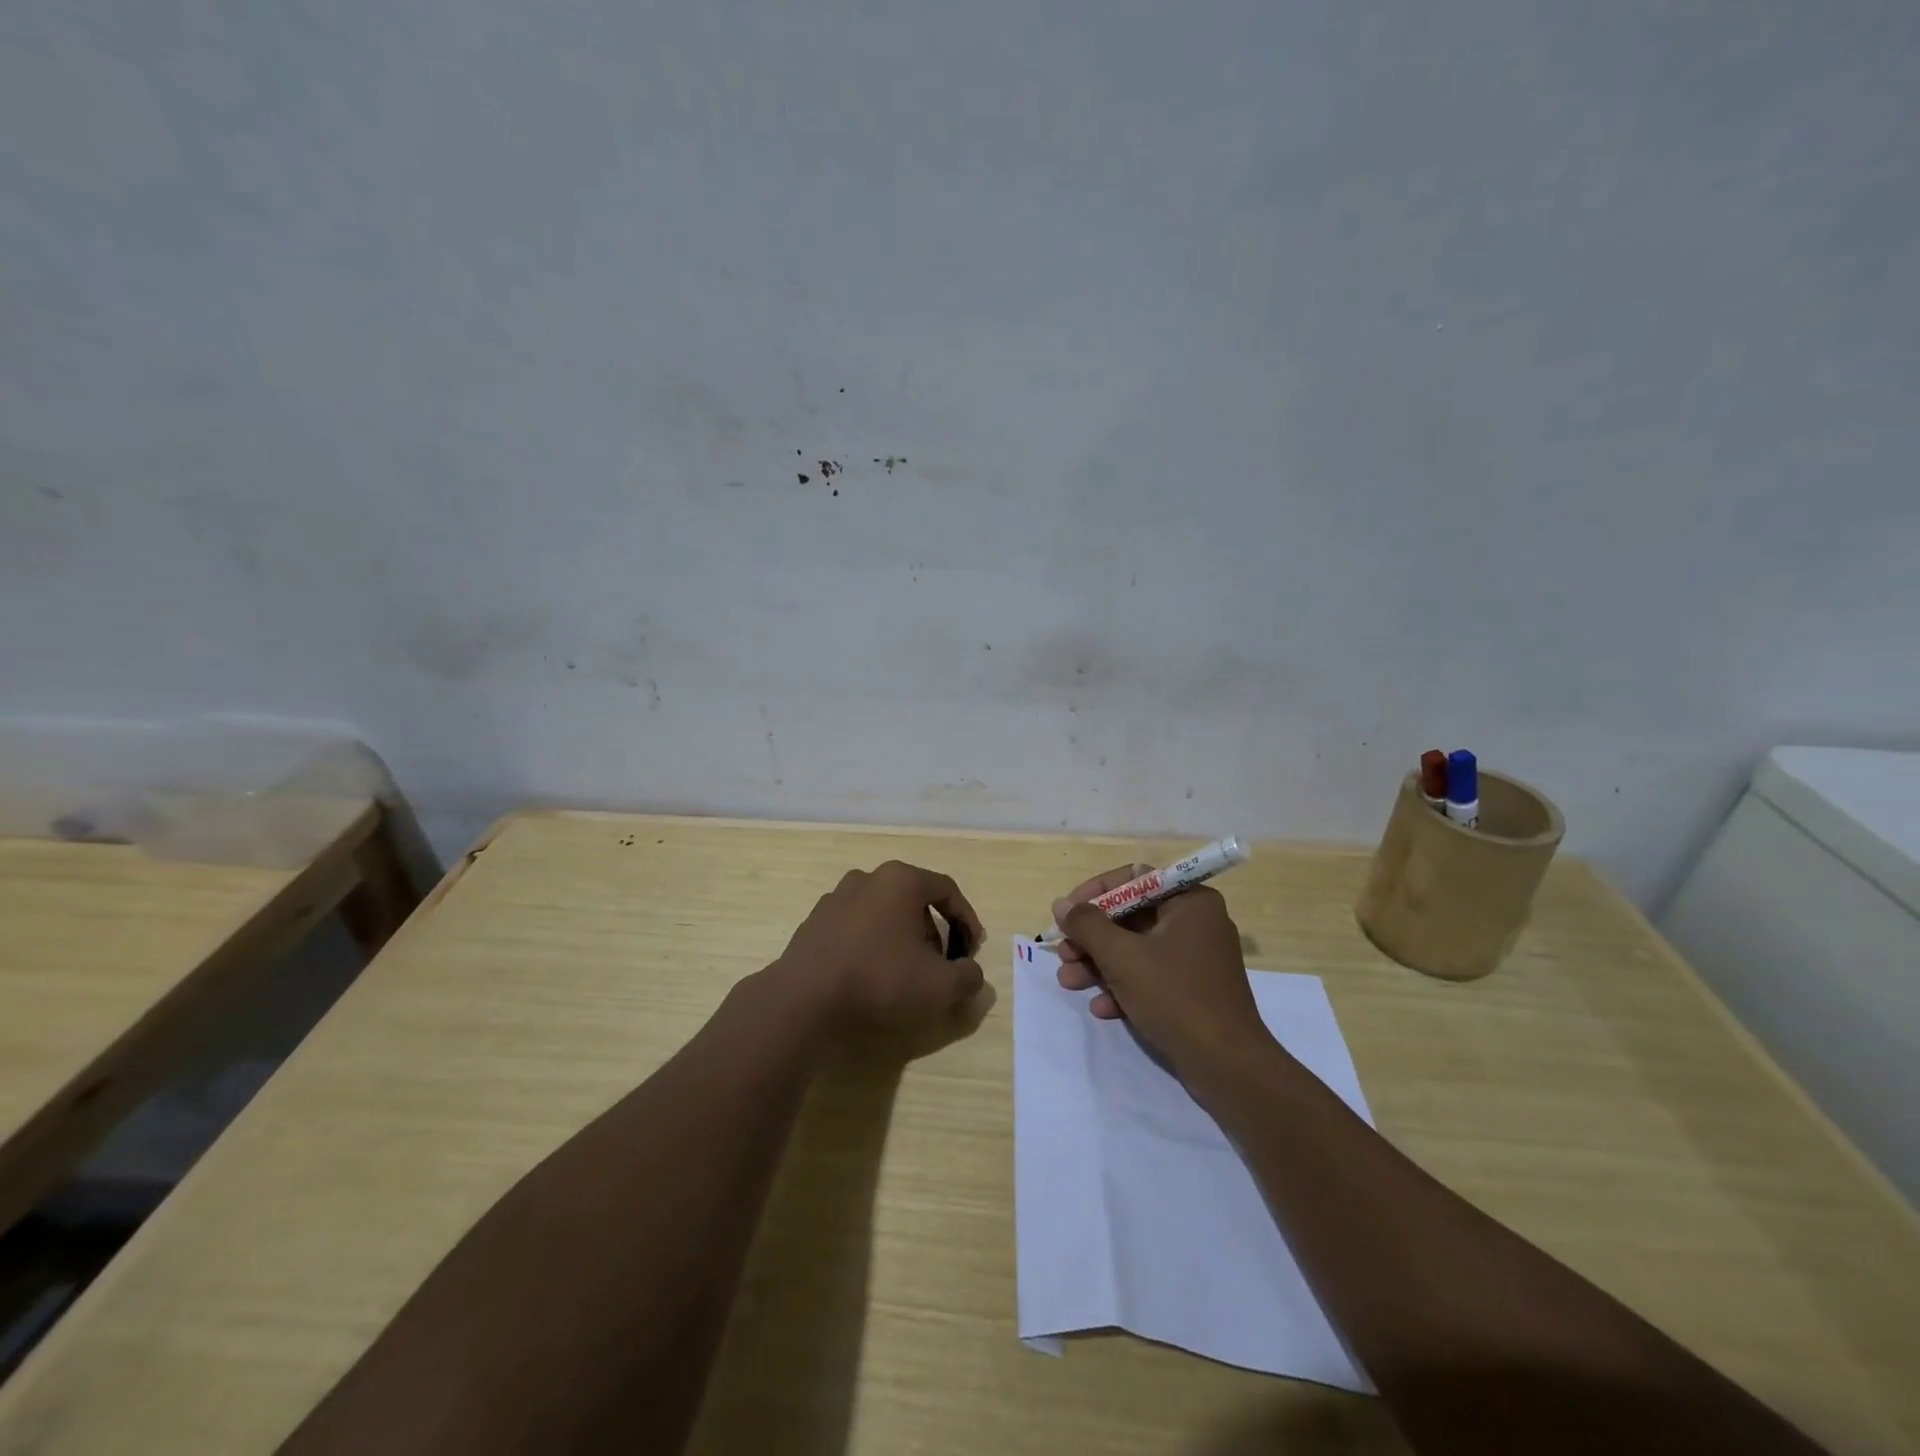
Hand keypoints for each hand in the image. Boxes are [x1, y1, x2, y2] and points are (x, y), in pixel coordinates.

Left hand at [777, 860, 987, 1039]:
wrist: (803, 998)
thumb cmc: (880, 980)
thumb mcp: (939, 986)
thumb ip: (968, 977)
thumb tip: (972, 974)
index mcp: (901, 880)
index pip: (947, 890)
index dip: (967, 919)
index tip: (972, 950)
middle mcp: (868, 878)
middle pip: (914, 900)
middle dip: (934, 932)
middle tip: (940, 965)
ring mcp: (836, 897)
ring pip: (883, 912)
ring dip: (902, 938)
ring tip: (905, 973)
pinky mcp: (814, 922)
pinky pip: (856, 927)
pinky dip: (871, 944)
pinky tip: (870, 975)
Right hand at [1051, 864, 1270, 1074]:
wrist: (1227, 1066)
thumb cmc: (1175, 997)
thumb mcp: (1122, 957)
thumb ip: (1087, 926)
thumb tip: (1061, 904)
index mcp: (1190, 901)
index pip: (1134, 879)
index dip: (1094, 893)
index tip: (1067, 914)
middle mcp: (1196, 922)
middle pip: (1130, 917)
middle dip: (1092, 938)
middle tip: (1063, 954)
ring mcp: (1195, 958)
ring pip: (1136, 949)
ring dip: (1099, 964)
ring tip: (1068, 982)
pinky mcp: (1193, 990)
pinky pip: (1151, 976)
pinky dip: (1123, 987)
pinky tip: (1101, 1008)